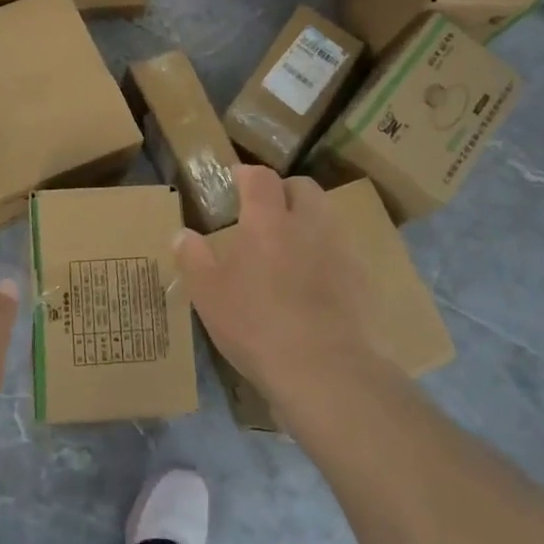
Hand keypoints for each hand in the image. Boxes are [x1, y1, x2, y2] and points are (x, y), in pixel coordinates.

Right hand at [176, 165, 378, 412]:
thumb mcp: (208, 294)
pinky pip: (342, 250)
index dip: (246, 174)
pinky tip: (314, 281)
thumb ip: (193, 258)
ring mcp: (340, 249)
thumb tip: (182, 234)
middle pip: (302, 187)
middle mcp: (308, 223)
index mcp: (267, 220)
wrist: (324, 370)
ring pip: (326, 216)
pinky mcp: (362, 278)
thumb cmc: (256, 325)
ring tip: (289, 246)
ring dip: (308, 220)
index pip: (260, 177)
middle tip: (265, 213)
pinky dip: (326, 254)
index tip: (235, 180)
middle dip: (283, 191)